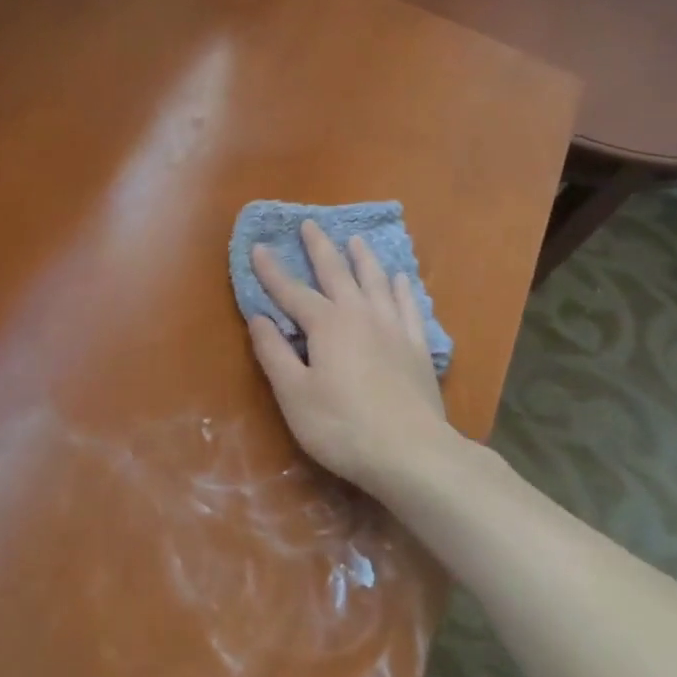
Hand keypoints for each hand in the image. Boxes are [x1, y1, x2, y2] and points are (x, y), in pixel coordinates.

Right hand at [248, 222, 449, 492]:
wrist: (411, 452)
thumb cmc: (341, 426)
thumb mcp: (294, 394)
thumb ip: (274, 353)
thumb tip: (259, 318)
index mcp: (326, 325)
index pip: (292, 291)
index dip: (272, 270)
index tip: (259, 247)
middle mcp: (360, 315)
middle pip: (336, 273)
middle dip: (320, 248)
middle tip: (311, 224)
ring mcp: (394, 328)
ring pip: (376, 281)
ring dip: (363, 258)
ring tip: (355, 240)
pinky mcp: (418, 346)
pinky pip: (410, 305)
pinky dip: (402, 288)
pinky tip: (401, 278)